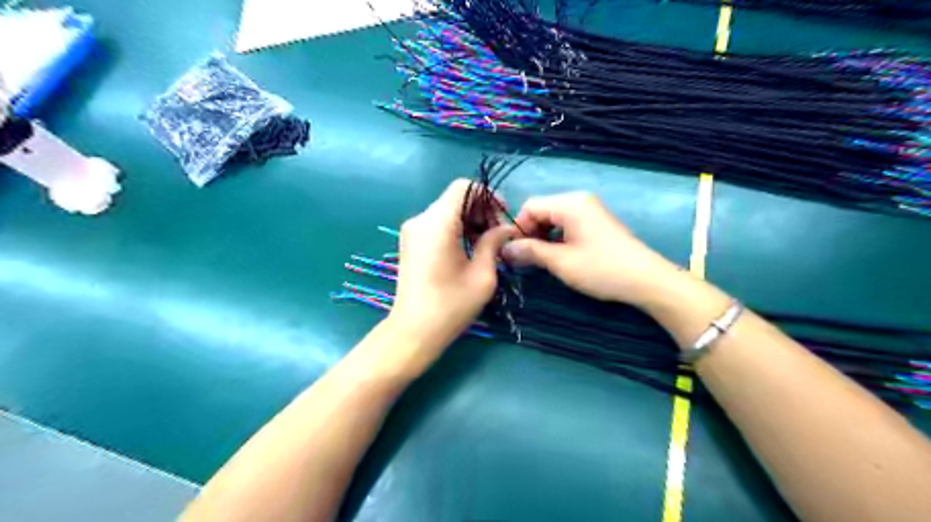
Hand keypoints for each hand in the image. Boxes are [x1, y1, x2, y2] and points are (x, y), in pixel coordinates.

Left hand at [390, 179, 511, 357]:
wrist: (414, 331)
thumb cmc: (451, 305)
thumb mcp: (482, 275)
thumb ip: (494, 243)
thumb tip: (506, 228)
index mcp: (437, 223)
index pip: (464, 187)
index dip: (488, 195)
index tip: (502, 216)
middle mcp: (420, 220)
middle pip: (456, 198)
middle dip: (481, 210)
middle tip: (499, 235)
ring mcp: (412, 231)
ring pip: (447, 211)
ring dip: (470, 221)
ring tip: (487, 244)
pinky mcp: (411, 243)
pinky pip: (437, 224)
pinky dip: (456, 229)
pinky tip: (469, 249)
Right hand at [502, 194, 682, 306]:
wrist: (645, 280)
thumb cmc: (601, 269)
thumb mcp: (561, 262)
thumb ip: (530, 252)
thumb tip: (505, 249)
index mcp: (570, 203)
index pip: (530, 206)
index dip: (518, 228)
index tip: (514, 252)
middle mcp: (578, 200)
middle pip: (541, 210)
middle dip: (529, 233)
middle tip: (525, 259)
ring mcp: (589, 210)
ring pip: (553, 218)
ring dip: (542, 237)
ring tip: (540, 260)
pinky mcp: (595, 222)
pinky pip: (566, 223)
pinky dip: (556, 237)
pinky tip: (557, 256)